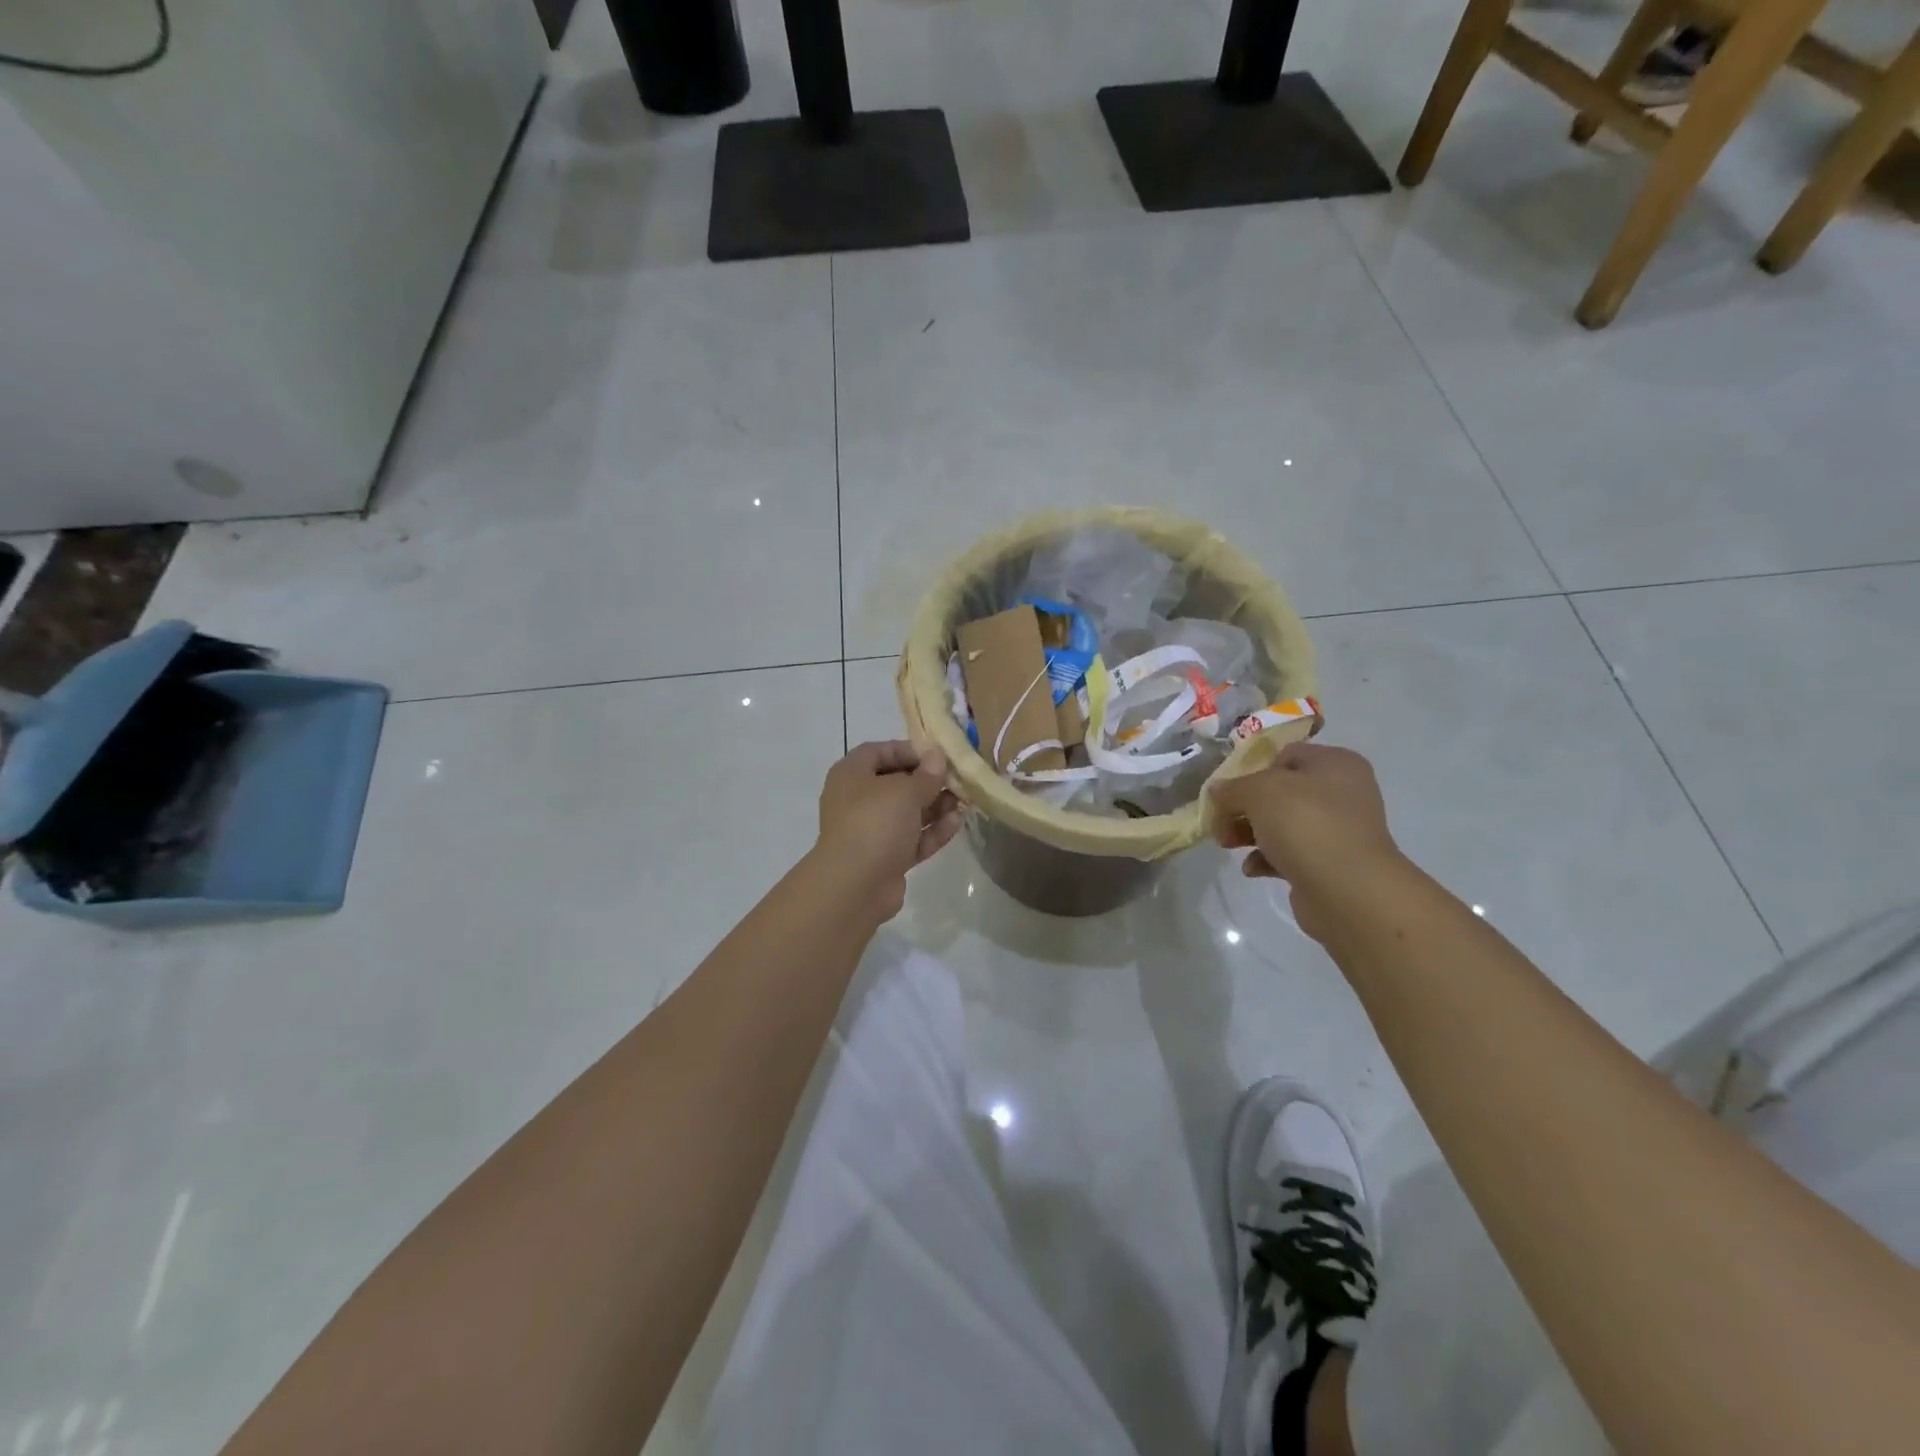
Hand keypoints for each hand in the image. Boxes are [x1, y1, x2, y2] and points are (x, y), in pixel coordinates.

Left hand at [815, 741, 962, 919]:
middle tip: (958, 780)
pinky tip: (956, 823)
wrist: (855, 886)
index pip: (879, 752)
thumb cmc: (875, 823)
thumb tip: (937, 756)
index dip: (909, 750)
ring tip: (964, 802)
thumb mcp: (905, 791)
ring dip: (936, 807)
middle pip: (897, 783)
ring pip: (908, 813)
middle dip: (929, 782)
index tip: (938, 755)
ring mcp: (871, 831)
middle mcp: (858, 800)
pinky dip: (932, 831)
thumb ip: (926, 774)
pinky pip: (912, 838)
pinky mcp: (886, 857)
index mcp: (851, 775)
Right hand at [1210, 742, 1405, 942]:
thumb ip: (1232, 788)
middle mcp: (1342, 793)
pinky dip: (1267, 859)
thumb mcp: (1258, 792)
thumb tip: (1216, 791)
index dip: (1252, 770)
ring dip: (1250, 833)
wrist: (1348, 891)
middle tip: (1220, 821)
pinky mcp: (1329, 864)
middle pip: (1280, 792)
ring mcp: (1338, 831)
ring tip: (1227, 844)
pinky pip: (1290, 854)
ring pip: (1282, 824)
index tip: (1229, 791)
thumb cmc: (1306, 824)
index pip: (1285, 755)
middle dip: (1244, 807)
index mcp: (1335, 764)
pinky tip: (1252, 868)